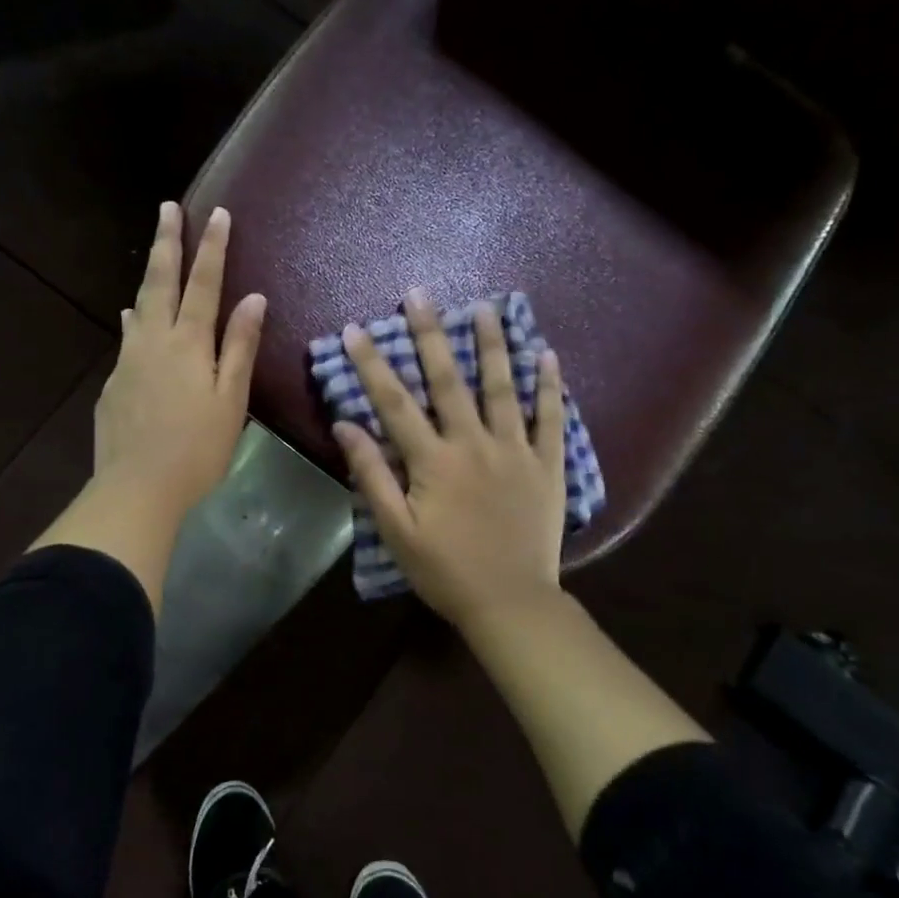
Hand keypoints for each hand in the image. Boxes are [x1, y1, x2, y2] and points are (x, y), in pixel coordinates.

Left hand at [93, 201, 265, 526]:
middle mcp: (154, 341)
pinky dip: (135, 321)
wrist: (137, 488)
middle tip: (167, 208)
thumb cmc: (197, 449)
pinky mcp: (113, 384)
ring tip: (154, 255)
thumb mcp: (231, 400)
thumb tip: (254, 298)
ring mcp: (128, 361)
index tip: (218, 213)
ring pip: (139, 307)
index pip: (204, 284)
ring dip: (149, 277)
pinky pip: (127, 339)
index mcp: (189, 343)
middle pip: (160, 282)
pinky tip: (132, 321)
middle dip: (167, 242)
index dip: (212, 247)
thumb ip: (240, 347)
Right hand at [333, 288, 568, 632]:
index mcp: (434, 460)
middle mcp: (474, 443)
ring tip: (485, 308)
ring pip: (502, 388)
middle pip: (448, 380)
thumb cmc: (444, 570)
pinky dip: (549, 386)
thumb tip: (347, 425)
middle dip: (431, 334)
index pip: (395, 402)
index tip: (355, 329)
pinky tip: (548, 354)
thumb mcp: (396, 529)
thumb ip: (372, 474)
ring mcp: (516, 450)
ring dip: (492, 345)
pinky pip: (551, 418)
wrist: (510, 602)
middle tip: (420, 295)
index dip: (372, 364)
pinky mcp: (547, 465)